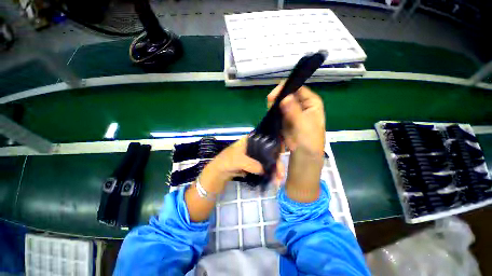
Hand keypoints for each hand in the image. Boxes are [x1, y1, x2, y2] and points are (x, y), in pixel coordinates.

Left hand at [185, 137, 283, 221]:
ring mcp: (255, 156)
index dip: (276, 145)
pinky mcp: (254, 165)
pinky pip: (264, 168)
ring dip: (274, 170)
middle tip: (281, 174)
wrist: (219, 173)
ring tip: (279, 180)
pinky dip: (269, 174)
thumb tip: (265, 170)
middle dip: (276, 163)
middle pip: (269, 152)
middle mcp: (255, 147)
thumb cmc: (226, 161)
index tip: (282, 153)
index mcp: (250, 140)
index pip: (266, 140)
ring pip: (268, 161)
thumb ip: (252, 164)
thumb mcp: (238, 160)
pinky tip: (273, 180)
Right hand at [267, 83, 324, 155]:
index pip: (299, 89)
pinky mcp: (286, 120)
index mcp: (312, 104)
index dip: (287, 88)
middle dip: (279, 96)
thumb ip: (294, 111)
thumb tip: (285, 97)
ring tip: (268, 106)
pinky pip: (279, 112)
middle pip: (289, 95)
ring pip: (282, 103)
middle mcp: (303, 106)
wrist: (303, 157)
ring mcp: (293, 113)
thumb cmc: (308, 141)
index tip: (275, 94)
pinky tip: (269, 111)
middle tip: (269, 100)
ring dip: (275, 104)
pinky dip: (274, 111)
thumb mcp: (303, 126)